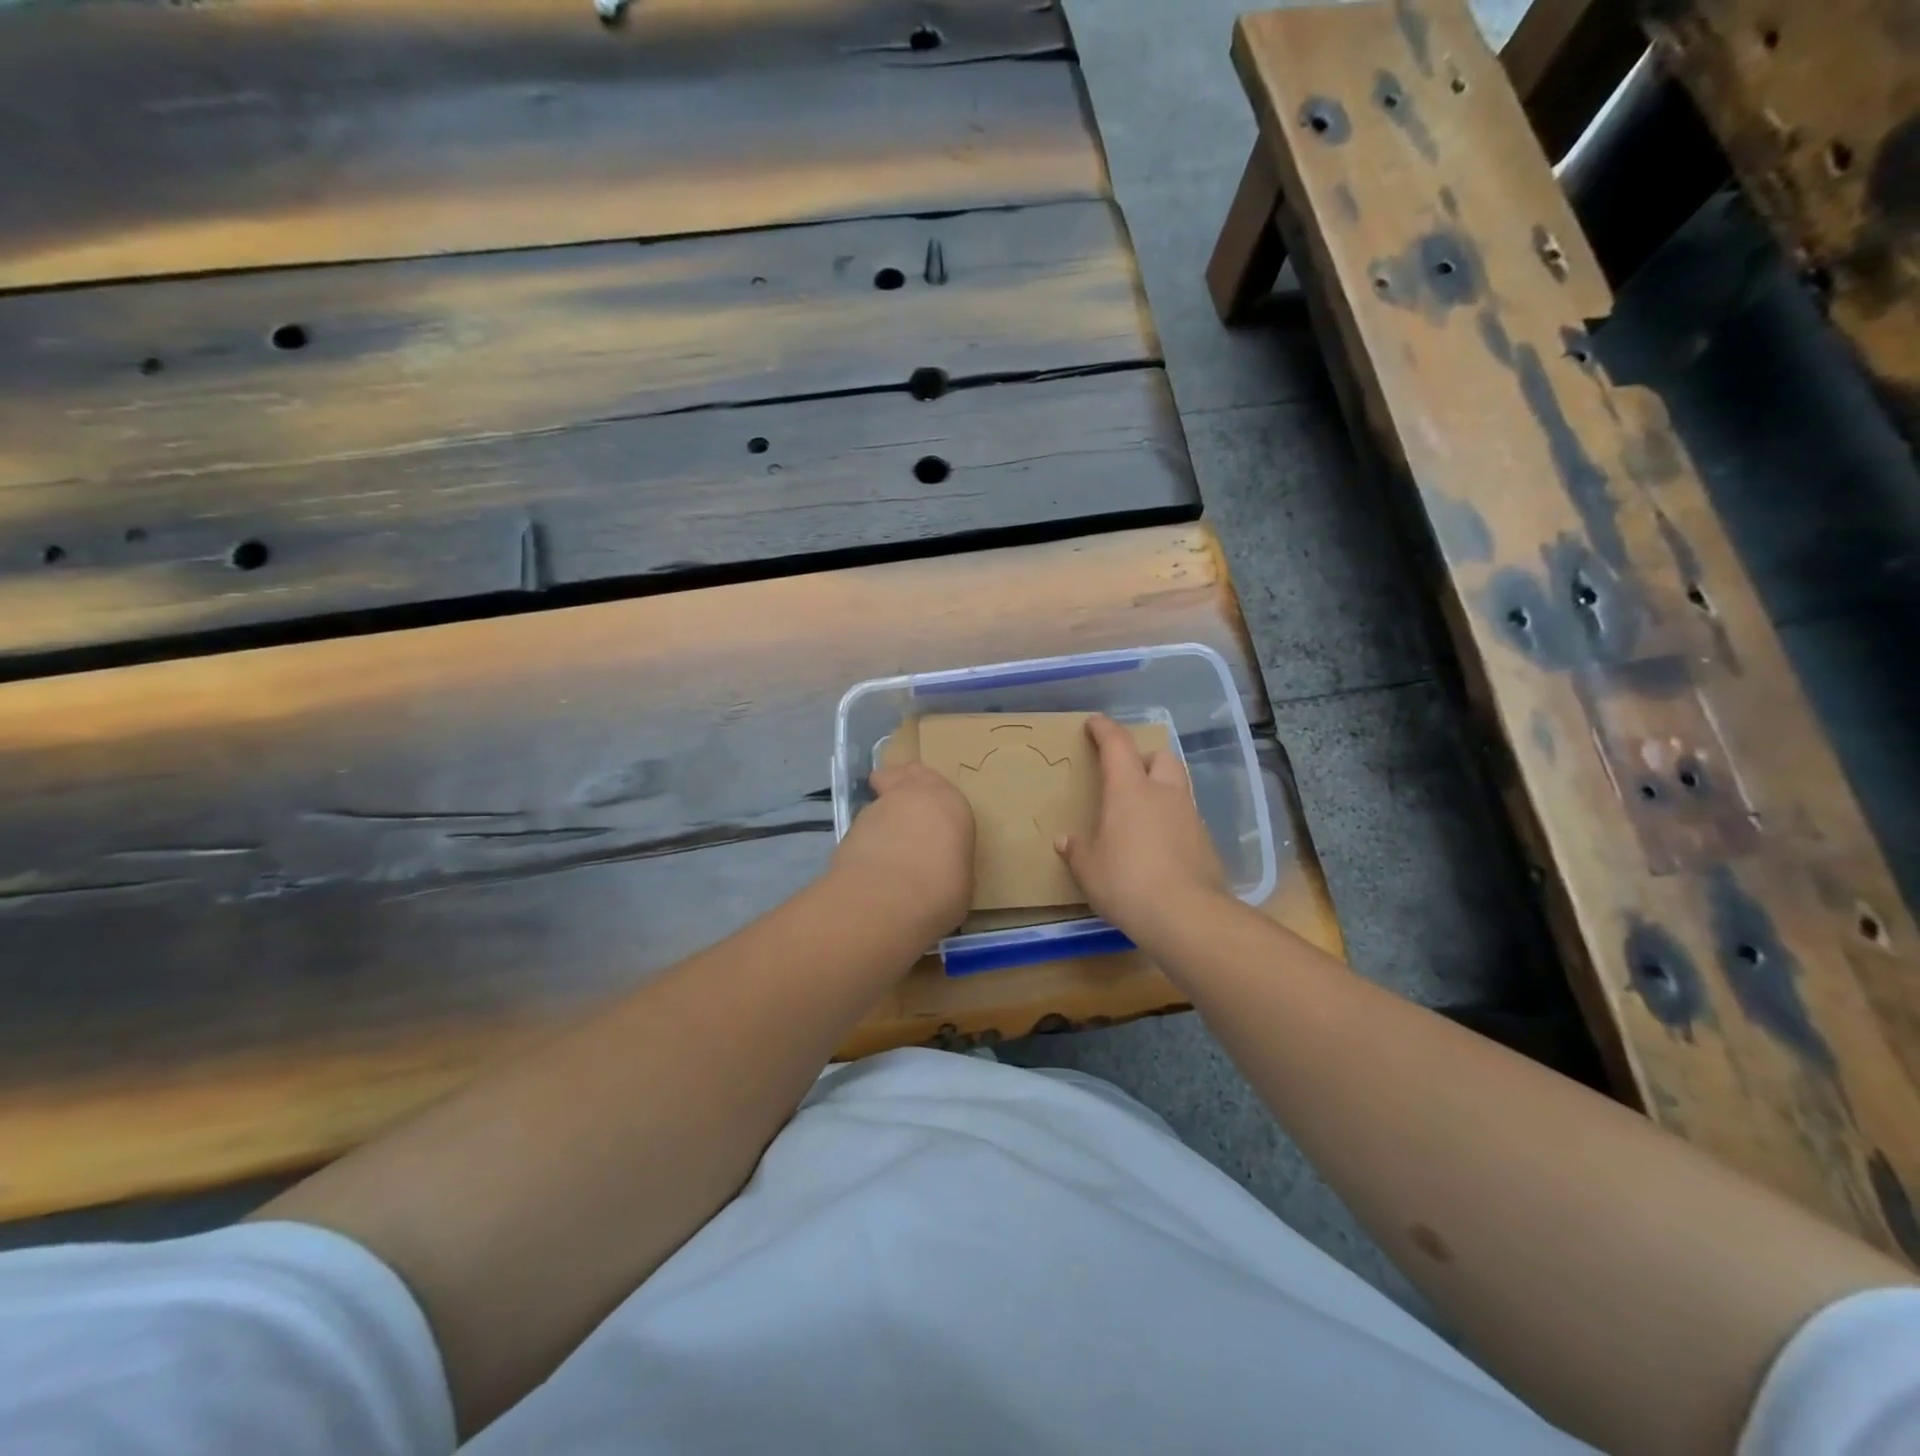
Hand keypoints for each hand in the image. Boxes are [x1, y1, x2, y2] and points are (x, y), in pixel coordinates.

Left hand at [832, 761, 975, 936]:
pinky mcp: (851, 825)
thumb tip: (941, 867)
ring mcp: (879, 806)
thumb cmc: (940, 888)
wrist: (886, 896)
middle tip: (905, 801)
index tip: (933, 812)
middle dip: (905, 781)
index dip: (935, 796)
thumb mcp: (961, 880)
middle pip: (908, 773)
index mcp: (950, 803)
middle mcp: (914, 794)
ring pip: (882, 797)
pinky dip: (867, 835)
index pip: (942, 787)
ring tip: (886, 842)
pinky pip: (864, 823)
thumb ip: (950, 862)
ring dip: (884, 813)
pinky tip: (870, 859)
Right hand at [1055, 714, 1228, 939]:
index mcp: (1130, 791)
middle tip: (1126, 775)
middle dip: (1143, 758)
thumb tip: (1065, 840)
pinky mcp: (1206, 843)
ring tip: (1141, 813)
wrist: (1187, 916)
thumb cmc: (1127, 882)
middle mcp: (1164, 794)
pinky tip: (1159, 846)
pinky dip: (1171, 821)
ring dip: (1160, 790)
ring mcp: (1190, 817)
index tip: (1094, 723)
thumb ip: (1077, 851)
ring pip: (1177, 787)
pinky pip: (1186, 819)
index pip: (1117, 745)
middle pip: (1160, 757)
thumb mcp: (1089, 869)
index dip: (1104, 729)